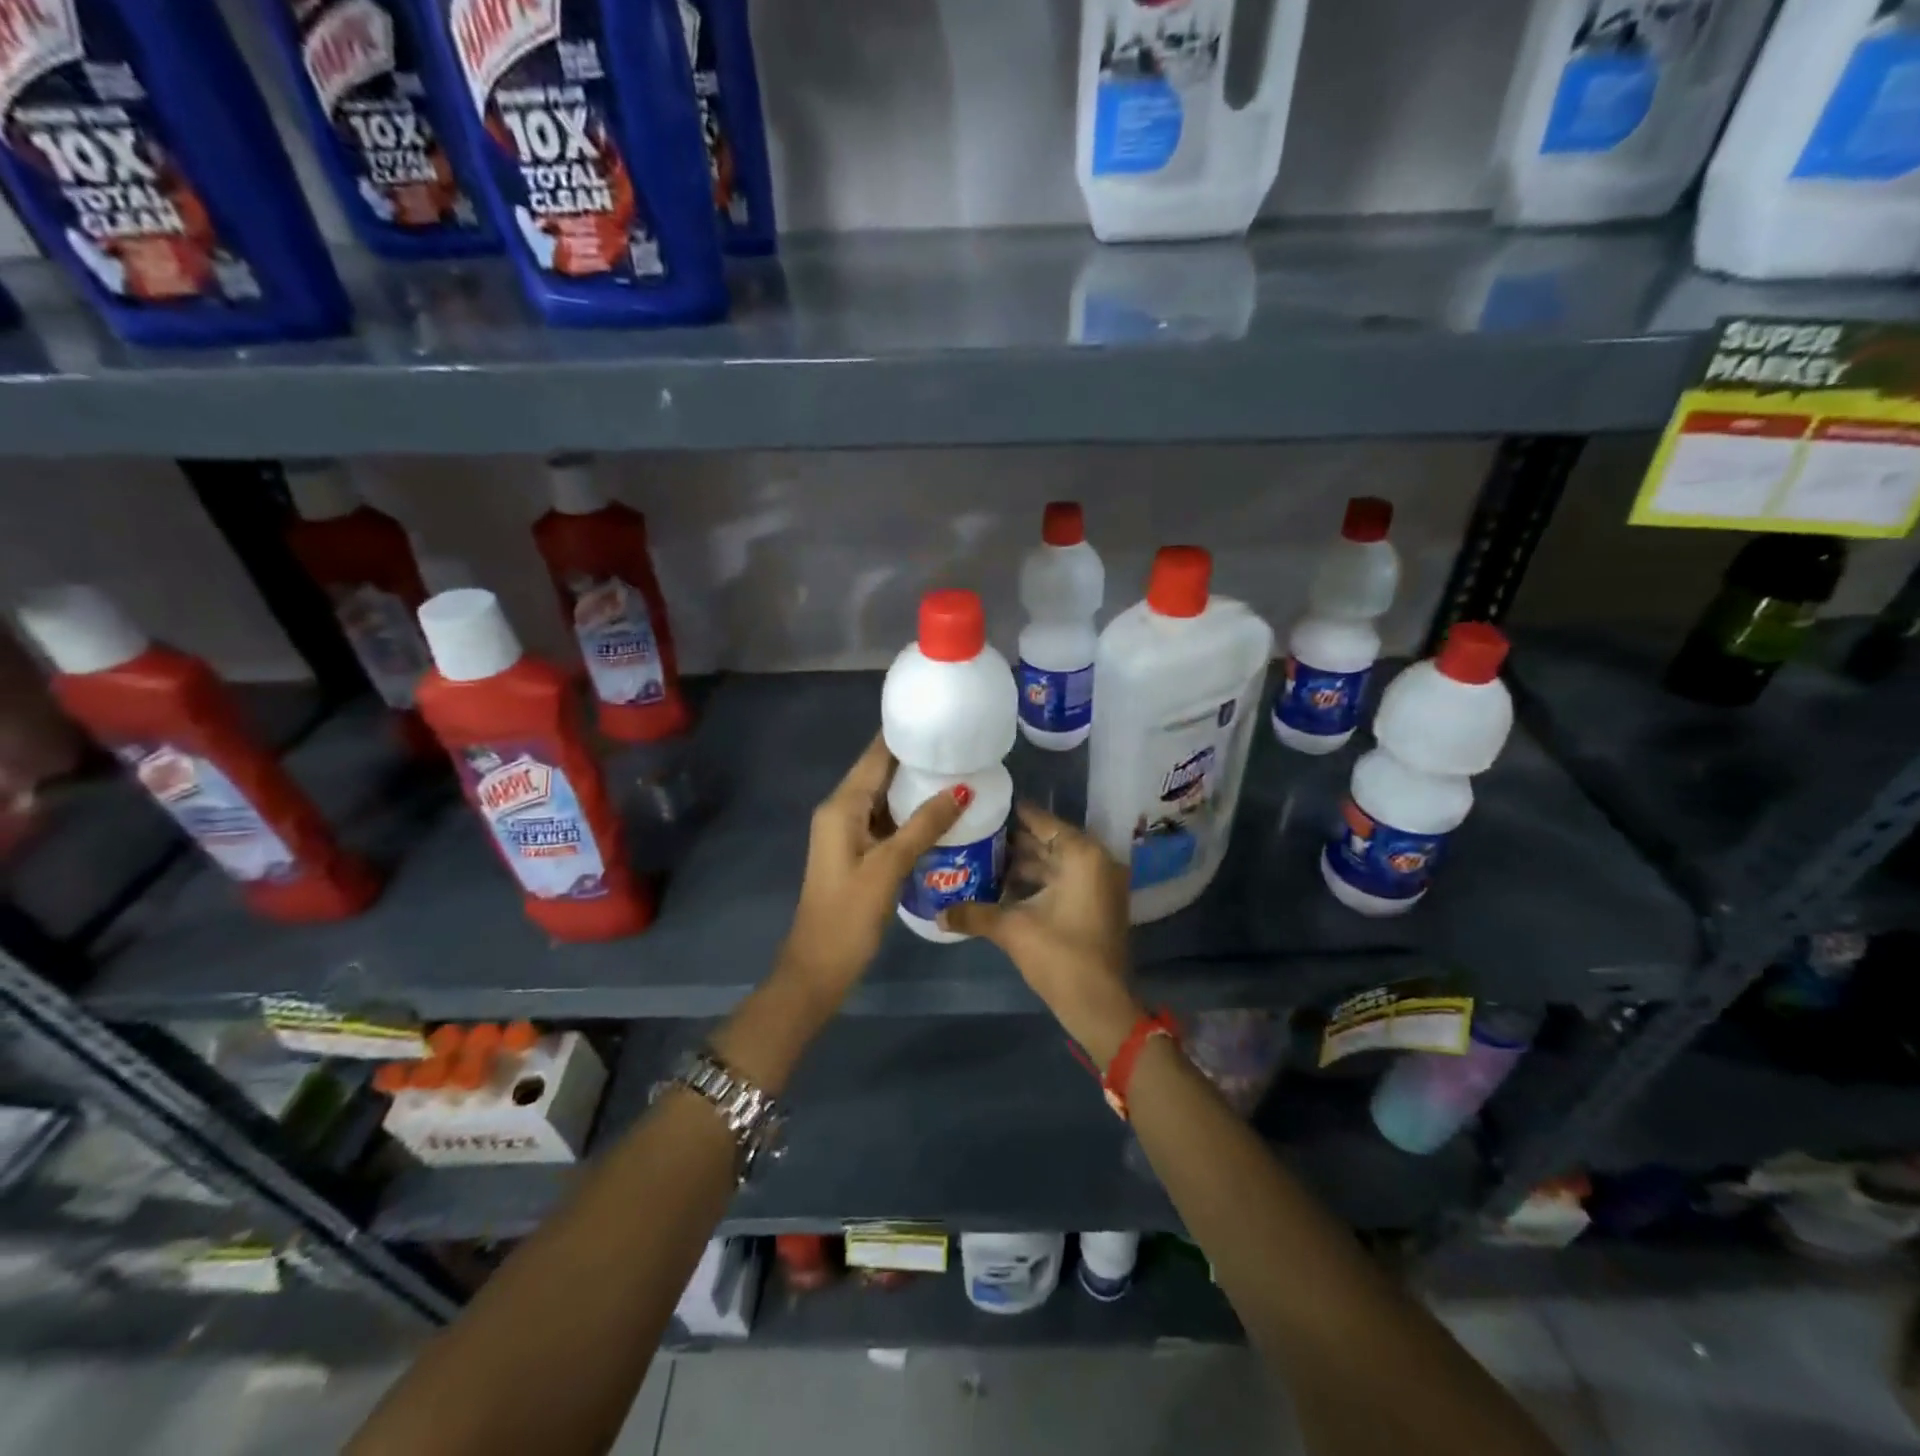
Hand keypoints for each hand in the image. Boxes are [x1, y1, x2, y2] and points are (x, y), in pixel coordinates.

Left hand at [779, 735, 965, 1004]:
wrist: (818, 967)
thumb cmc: (849, 915)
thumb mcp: (889, 866)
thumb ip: (925, 825)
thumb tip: (963, 787)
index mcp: (841, 806)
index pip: (875, 756)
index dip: (905, 736)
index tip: (941, 721)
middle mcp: (841, 811)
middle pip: (880, 773)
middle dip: (917, 760)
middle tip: (962, 748)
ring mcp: (847, 833)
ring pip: (885, 798)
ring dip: (916, 787)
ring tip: (960, 773)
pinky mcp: (857, 852)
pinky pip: (886, 821)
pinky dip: (910, 813)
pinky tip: (941, 813)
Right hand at [940, 804, 1143, 1063]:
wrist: (1100, 1006)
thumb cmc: (1060, 956)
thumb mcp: (1013, 930)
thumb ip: (974, 914)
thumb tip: (937, 914)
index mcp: (1082, 856)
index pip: (1044, 822)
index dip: (1014, 814)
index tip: (986, 807)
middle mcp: (1096, 862)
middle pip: (1050, 842)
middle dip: (1014, 842)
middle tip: (977, 835)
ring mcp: (1100, 885)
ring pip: (1056, 864)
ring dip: (1024, 865)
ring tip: (983, 860)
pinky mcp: (1097, 906)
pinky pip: (1064, 882)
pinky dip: (1039, 883)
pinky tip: (1004, 888)